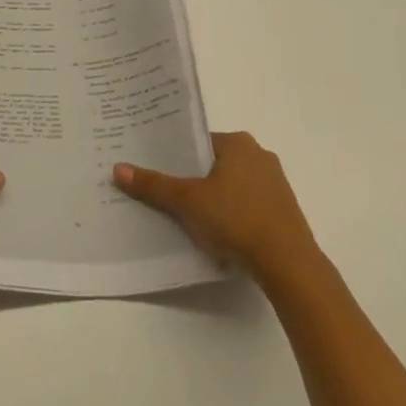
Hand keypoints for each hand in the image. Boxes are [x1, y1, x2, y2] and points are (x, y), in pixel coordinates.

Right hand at [114, 131, 318, 283]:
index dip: (177, 156)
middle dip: (194, 178)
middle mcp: (260, 155)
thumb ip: (154, 185)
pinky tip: (218, 232)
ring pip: (232, 185)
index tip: (158, 171)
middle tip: (167, 194)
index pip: (199, 142)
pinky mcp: (283, 209)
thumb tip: (118, 169)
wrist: (288, 263)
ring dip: (213, 197)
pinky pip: (248, 203)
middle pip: (214, 163)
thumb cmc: (236, 219)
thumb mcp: (188, 201)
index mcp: (238, 143)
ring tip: (188, 216)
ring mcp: (275, 183)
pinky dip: (232, 213)